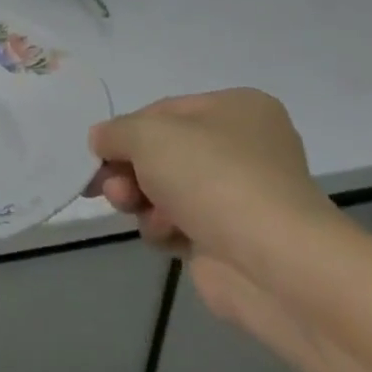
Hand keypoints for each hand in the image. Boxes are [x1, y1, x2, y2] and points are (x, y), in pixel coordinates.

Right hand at [85, 89, 335, 266]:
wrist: (272, 263)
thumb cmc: (211, 177)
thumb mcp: (148, 135)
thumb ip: (114, 132)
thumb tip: (101, 140)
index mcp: (238, 108)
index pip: (163, 111)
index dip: (126, 131)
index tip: (99, 153)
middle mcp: (244, 148)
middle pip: (162, 152)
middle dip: (128, 170)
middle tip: (108, 187)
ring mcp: (239, 196)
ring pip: (165, 190)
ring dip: (140, 199)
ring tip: (132, 209)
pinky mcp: (231, 239)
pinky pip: (179, 224)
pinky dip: (163, 228)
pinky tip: (165, 235)